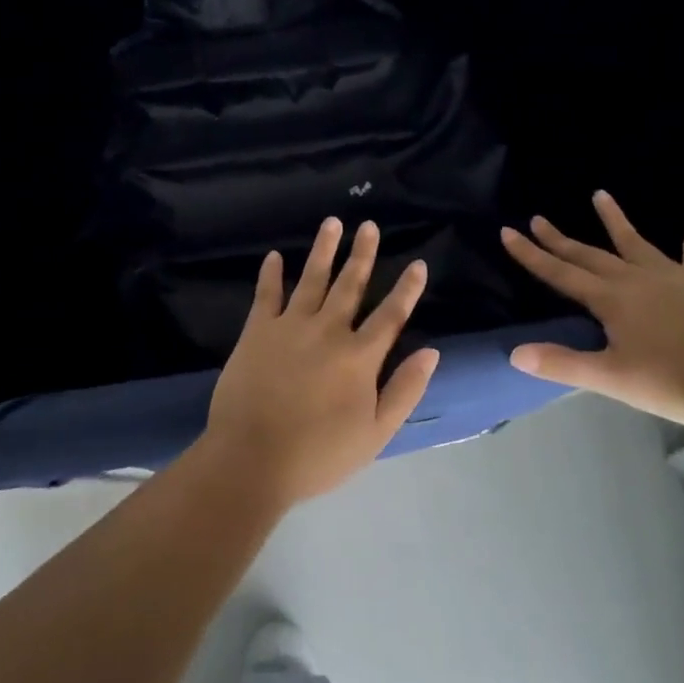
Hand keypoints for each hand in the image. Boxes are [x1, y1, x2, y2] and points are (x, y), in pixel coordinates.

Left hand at [201, 217, 439, 504]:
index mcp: (359, 357)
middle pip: (350, 285)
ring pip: (311, 279)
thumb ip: (405, 390)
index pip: (390, 315)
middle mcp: (328, 331)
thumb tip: (431, 351)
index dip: (407, 289)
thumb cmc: (318, 454)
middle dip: (362, 253)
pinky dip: (270, 274)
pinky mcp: (257, 331)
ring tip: (332, 223)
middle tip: (369, 225)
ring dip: (323, 250)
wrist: (252, 460)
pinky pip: (266, 294)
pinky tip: (274, 256)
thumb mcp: (376, 434)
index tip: (418, 263)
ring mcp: (290, 326)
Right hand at [500, 192, 683, 428]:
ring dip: (615, 220)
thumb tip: (514, 353)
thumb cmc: (671, 381)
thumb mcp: (610, 378)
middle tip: (538, 218)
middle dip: (560, 239)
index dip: (532, 255)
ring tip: (600, 195)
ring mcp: (672, 275)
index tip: (508, 232)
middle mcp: (634, 278)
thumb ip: (562, 364)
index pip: (560, 273)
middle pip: (589, 255)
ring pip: (635, 242)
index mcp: (610, 300)